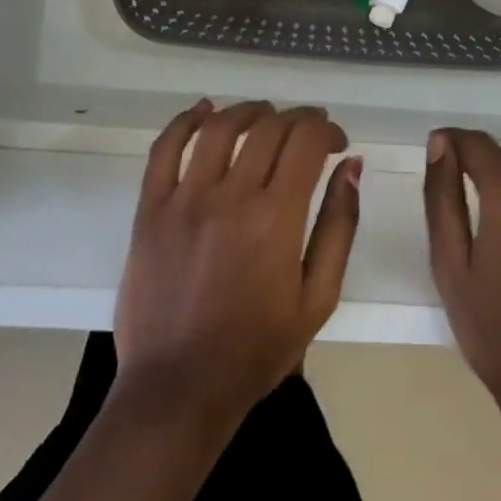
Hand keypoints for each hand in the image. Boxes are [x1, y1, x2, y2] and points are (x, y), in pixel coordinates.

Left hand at [114, 100, 360, 425]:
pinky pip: (165, 149)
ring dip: (250, 110)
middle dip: (298, 119)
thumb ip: (340, 225)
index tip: (335, 143)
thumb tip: (351, 166)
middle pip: (269, 127)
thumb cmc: (257, 349)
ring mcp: (185, 199)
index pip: (306, 140)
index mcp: (277, 218)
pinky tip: (205, 110)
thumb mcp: (319, 297)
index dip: (326, 129)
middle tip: (308, 131)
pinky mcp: (150, 209)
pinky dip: (186, 121)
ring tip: (266, 115)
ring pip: (221, 127)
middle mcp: (231, 196)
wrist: (178, 390)